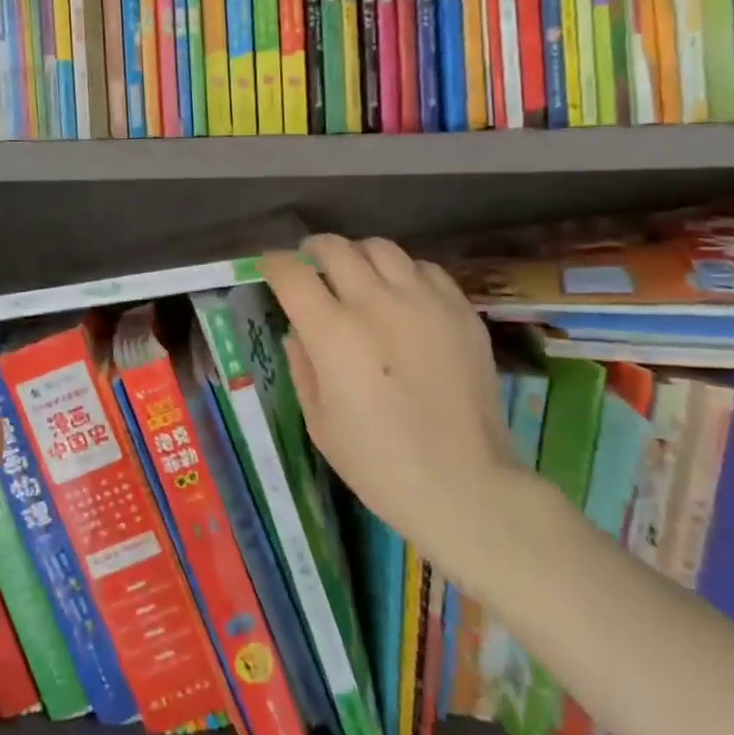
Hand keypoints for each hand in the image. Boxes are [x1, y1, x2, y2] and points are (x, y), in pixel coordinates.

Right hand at [262, 235, 525, 587]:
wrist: (464, 486)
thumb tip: (298, 330)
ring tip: (357, 276)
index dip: (273, 263)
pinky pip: (425, 269)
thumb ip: (302, 365)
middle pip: (335, 248)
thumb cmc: (378, 463)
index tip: (269, 268)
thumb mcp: (319, 421)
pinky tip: (402, 297)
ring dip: (359, 256)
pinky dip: (404, 273)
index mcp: (333, 333)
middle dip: (312, 250)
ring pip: (381, 248)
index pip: (291, 274)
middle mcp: (376, 304)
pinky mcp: (460, 312)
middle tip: (310, 264)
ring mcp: (424, 303)